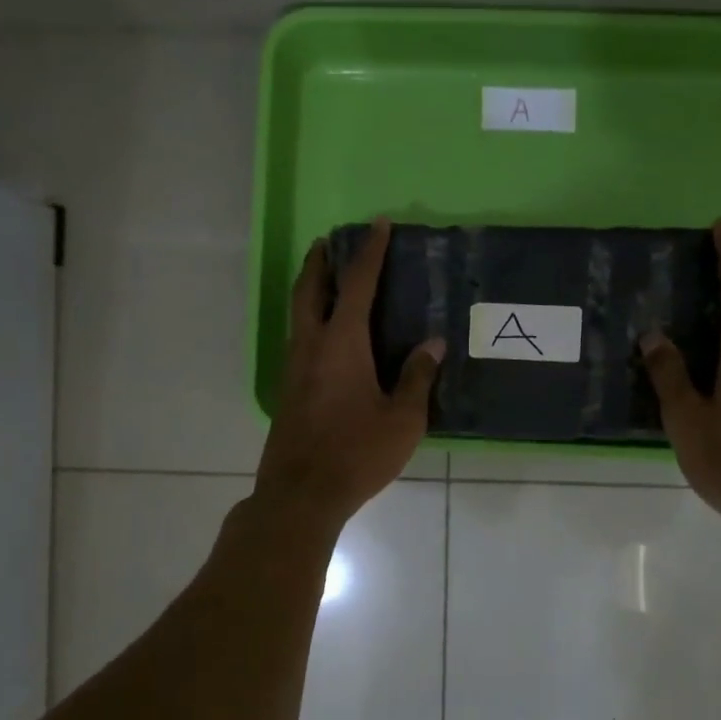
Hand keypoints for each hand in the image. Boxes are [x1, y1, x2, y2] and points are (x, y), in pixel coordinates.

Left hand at [254, 219, 443, 527]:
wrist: (301, 495)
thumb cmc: (356, 454)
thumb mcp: (402, 420)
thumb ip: (417, 377)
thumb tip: (432, 344)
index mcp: (342, 344)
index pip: (357, 284)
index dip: (370, 252)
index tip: (377, 224)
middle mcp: (311, 346)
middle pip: (309, 290)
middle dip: (320, 261)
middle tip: (330, 242)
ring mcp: (293, 369)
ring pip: (298, 314)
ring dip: (311, 288)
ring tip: (327, 279)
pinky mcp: (288, 391)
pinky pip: (299, 339)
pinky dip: (310, 320)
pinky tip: (326, 336)